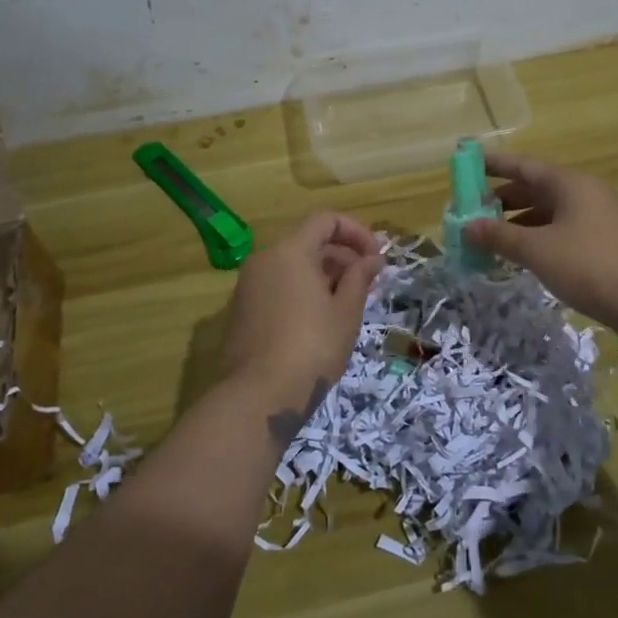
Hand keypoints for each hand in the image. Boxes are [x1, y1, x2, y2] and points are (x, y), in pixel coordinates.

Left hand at [220, 211, 383, 435]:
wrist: (257, 397)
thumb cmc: (311, 348)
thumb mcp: (346, 312)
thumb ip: (360, 277)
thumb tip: (373, 259)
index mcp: (290, 251)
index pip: (326, 220)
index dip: (356, 233)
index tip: (376, 259)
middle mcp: (264, 259)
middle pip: (309, 242)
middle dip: (342, 257)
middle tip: (367, 285)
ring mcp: (248, 285)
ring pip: (292, 266)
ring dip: (323, 276)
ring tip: (347, 305)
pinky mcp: (241, 311)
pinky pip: (278, 286)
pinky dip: (301, 291)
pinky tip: (319, 321)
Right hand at [460, 153, 617, 344]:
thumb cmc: (590, 265)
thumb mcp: (537, 250)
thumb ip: (500, 236)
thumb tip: (467, 226)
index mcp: (570, 184)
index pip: (524, 165)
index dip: (494, 164)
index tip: (467, 165)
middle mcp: (585, 195)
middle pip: (536, 189)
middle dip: (503, 199)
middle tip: (471, 211)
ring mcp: (597, 221)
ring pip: (549, 214)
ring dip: (518, 224)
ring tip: (489, 238)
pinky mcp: (604, 246)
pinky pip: (562, 234)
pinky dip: (538, 240)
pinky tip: (521, 258)